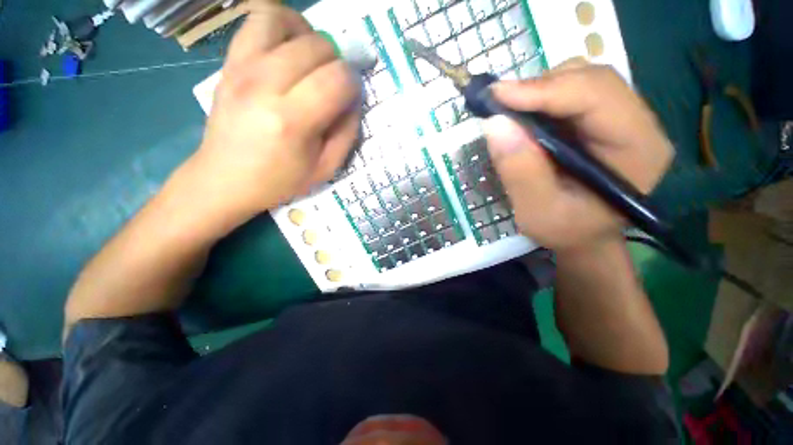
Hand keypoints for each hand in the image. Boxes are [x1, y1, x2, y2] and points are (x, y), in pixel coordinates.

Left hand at [188, 3, 360, 220]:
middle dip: (337, 61)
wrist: (225, 180)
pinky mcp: (229, 62)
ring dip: (308, 35)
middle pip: (317, 46)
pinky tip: (288, 49)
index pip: (337, 78)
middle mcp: (264, 85)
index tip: (351, 96)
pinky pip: (256, 20)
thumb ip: (347, 133)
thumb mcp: (326, 168)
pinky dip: (280, 25)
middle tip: (334, 84)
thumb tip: (354, 99)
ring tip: (312, 59)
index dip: (353, 82)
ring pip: (284, 19)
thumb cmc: (280, 181)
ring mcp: (241, 68)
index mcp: (292, 121)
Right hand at [483, 59, 672, 251]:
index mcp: (638, 150)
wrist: (581, 235)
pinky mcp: (600, 121)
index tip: (497, 96)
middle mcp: (639, 124)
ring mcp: (621, 119)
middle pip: (592, 80)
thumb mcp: (538, 212)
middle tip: (499, 104)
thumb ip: (520, 171)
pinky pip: (572, 94)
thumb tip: (496, 124)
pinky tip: (524, 116)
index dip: (545, 90)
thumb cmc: (565, 230)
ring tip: (510, 112)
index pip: (597, 96)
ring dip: (540, 91)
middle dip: (541, 87)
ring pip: (581, 80)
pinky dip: (541, 99)